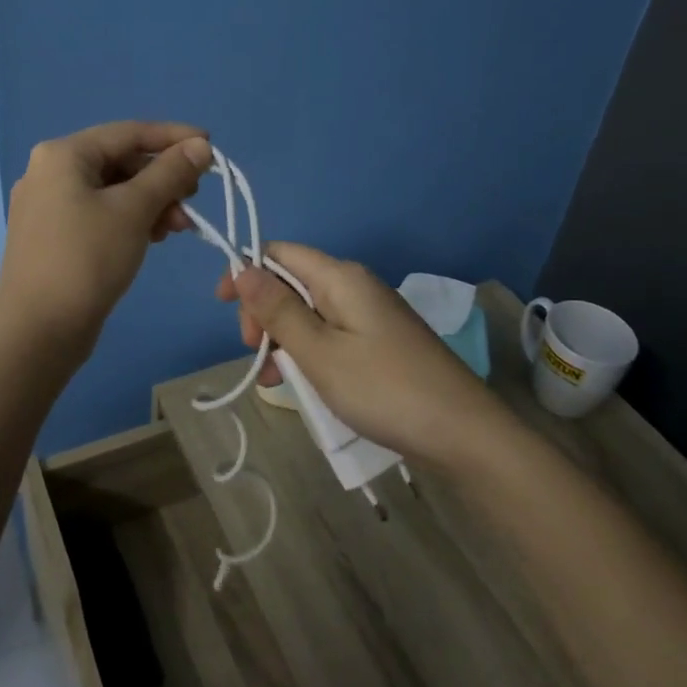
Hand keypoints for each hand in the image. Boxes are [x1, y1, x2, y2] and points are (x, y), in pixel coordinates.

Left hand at [0, 121, 213, 343]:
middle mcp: (50, 172)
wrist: (37, 331)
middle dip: (163, 179)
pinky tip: (153, 238)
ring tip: (178, 228)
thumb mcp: (134, 210)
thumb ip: (170, 173)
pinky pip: (100, 214)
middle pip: (120, 161)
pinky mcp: (54, 237)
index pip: (128, 132)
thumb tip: (201, 145)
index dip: (173, 137)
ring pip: (112, 191)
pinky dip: (130, 220)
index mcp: (63, 155)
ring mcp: (48, 206)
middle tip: (194, 197)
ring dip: (151, 202)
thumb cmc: (87, 259)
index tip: (211, 146)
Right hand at [217, 242, 512, 469]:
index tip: (223, 308)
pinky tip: (302, 384)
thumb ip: (278, 310)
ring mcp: (371, 315)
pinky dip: (309, 353)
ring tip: (271, 380)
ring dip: (283, 339)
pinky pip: (331, 335)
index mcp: (341, 277)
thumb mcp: (320, 352)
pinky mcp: (380, 342)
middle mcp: (356, 286)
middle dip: (264, 312)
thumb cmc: (384, 389)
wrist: (463, 433)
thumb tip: (243, 268)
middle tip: (253, 354)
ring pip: (310, 313)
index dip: (246, 272)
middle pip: (293, 282)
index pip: (280, 252)